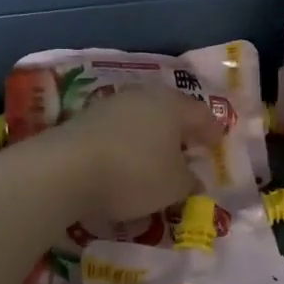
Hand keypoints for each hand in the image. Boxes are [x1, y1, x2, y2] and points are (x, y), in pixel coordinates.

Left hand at [35, 86, 224, 223]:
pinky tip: (126, 161)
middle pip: (170, 111)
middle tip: (189, 148)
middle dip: (181, 130)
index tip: (218, 145)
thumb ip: (190, 182)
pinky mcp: (85, 119)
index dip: (213, 132)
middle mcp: (144, 96)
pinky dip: (128, 143)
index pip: (202, 115)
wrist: (65, 170)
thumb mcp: (174, 187)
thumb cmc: (134, 174)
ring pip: (142, 118)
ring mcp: (111, 104)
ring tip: (156, 157)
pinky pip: (118, 130)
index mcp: (173, 106)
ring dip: (152, 135)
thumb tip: (194, 178)